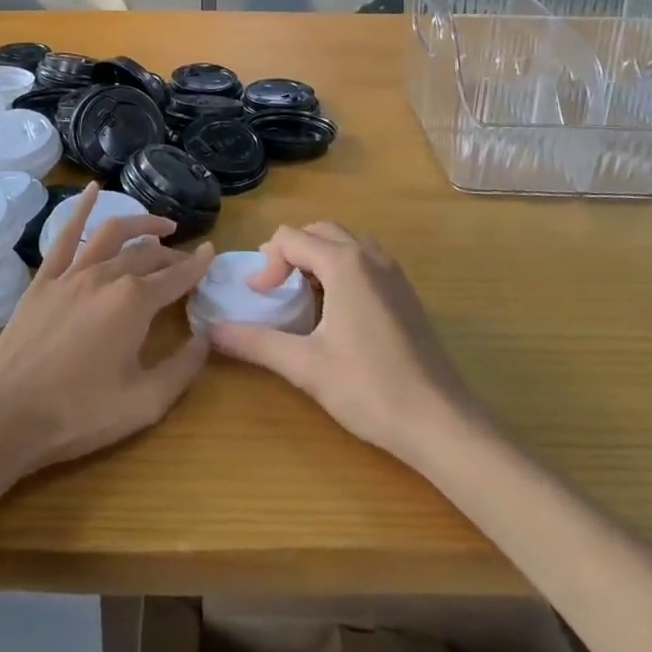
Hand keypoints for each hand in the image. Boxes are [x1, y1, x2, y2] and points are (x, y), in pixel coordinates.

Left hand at [0, 185, 214, 476]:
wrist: (8, 415)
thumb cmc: (79, 413)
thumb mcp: (145, 403)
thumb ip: (183, 369)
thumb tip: (206, 337)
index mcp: (134, 302)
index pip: (176, 276)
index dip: (198, 265)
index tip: (212, 252)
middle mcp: (106, 276)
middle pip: (147, 254)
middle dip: (171, 255)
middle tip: (184, 261)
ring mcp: (71, 274)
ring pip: (111, 234)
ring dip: (139, 224)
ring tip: (158, 226)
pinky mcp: (43, 280)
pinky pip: (64, 235)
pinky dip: (81, 208)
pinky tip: (92, 189)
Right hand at [207, 222, 483, 467]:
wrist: (440, 421)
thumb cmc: (369, 388)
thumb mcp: (305, 366)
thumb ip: (256, 342)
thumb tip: (211, 331)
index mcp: (344, 263)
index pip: (291, 238)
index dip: (267, 263)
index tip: (258, 297)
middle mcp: (370, 255)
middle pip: (318, 231)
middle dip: (290, 252)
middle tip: (273, 288)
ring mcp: (393, 272)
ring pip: (345, 242)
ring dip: (316, 257)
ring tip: (300, 295)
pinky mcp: (405, 291)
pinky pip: (365, 260)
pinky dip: (340, 268)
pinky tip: (335, 310)